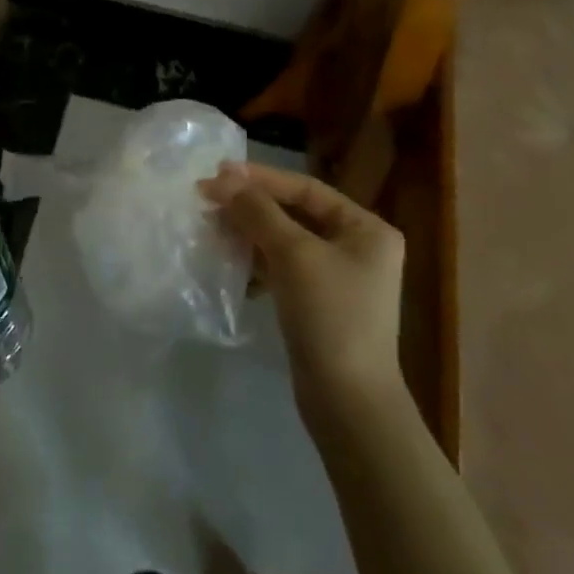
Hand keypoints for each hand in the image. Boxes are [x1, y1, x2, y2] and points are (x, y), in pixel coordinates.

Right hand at [200, 162, 405, 415]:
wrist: (347, 400)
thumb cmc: (329, 315)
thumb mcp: (292, 254)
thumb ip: (257, 212)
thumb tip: (223, 180)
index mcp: (366, 228)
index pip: (306, 189)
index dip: (260, 178)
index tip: (217, 173)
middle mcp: (357, 247)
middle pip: (294, 213)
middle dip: (250, 206)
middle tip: (208, 200)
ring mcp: (338, 278)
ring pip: (285, 241)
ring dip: (248, 232)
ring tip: (211, 228)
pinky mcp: (319, 304)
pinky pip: (283, 268)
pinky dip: (257, 261)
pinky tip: (229, 262)